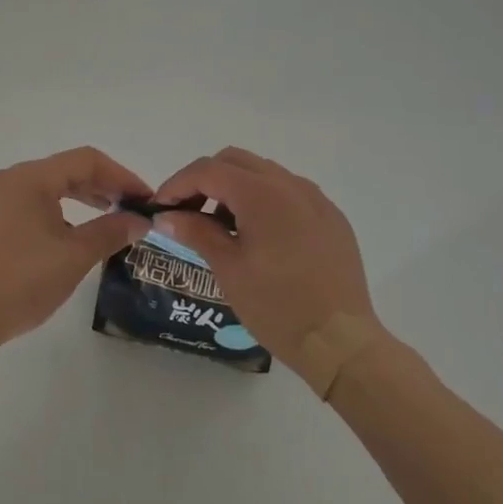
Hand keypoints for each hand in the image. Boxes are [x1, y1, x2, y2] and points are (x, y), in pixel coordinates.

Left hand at [0, 147, 150, 353]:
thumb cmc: (20, 280)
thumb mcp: (74, 256)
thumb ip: (110, 232)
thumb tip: (140, 220)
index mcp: (30, 177)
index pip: (86, 160)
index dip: (122, 176)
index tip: (146, 199)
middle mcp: (9, 180)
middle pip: (66, 171)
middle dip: (103, 188)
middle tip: (133, 211)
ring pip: (48, 190)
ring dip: (81, 201)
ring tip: (109, 223)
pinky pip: (31, 207)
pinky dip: (59, 215)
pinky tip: (72, 239)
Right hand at [151, 147, 381, 390]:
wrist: (342, 342)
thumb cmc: (278, 306)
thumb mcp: (228, 269)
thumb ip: (196, 231)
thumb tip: (167, 215)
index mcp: (261, 193)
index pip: (207, 170)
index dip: (177, 184)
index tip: (160, 209)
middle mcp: (290, 184)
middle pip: (235, 161)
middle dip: (205, 179)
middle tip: (187, 212)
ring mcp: (315, 199)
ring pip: (263, 173)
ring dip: (235, 187)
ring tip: (221, 225)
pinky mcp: (331, 217)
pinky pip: (289, 192)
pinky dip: (264, 200)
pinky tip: (259, 235)